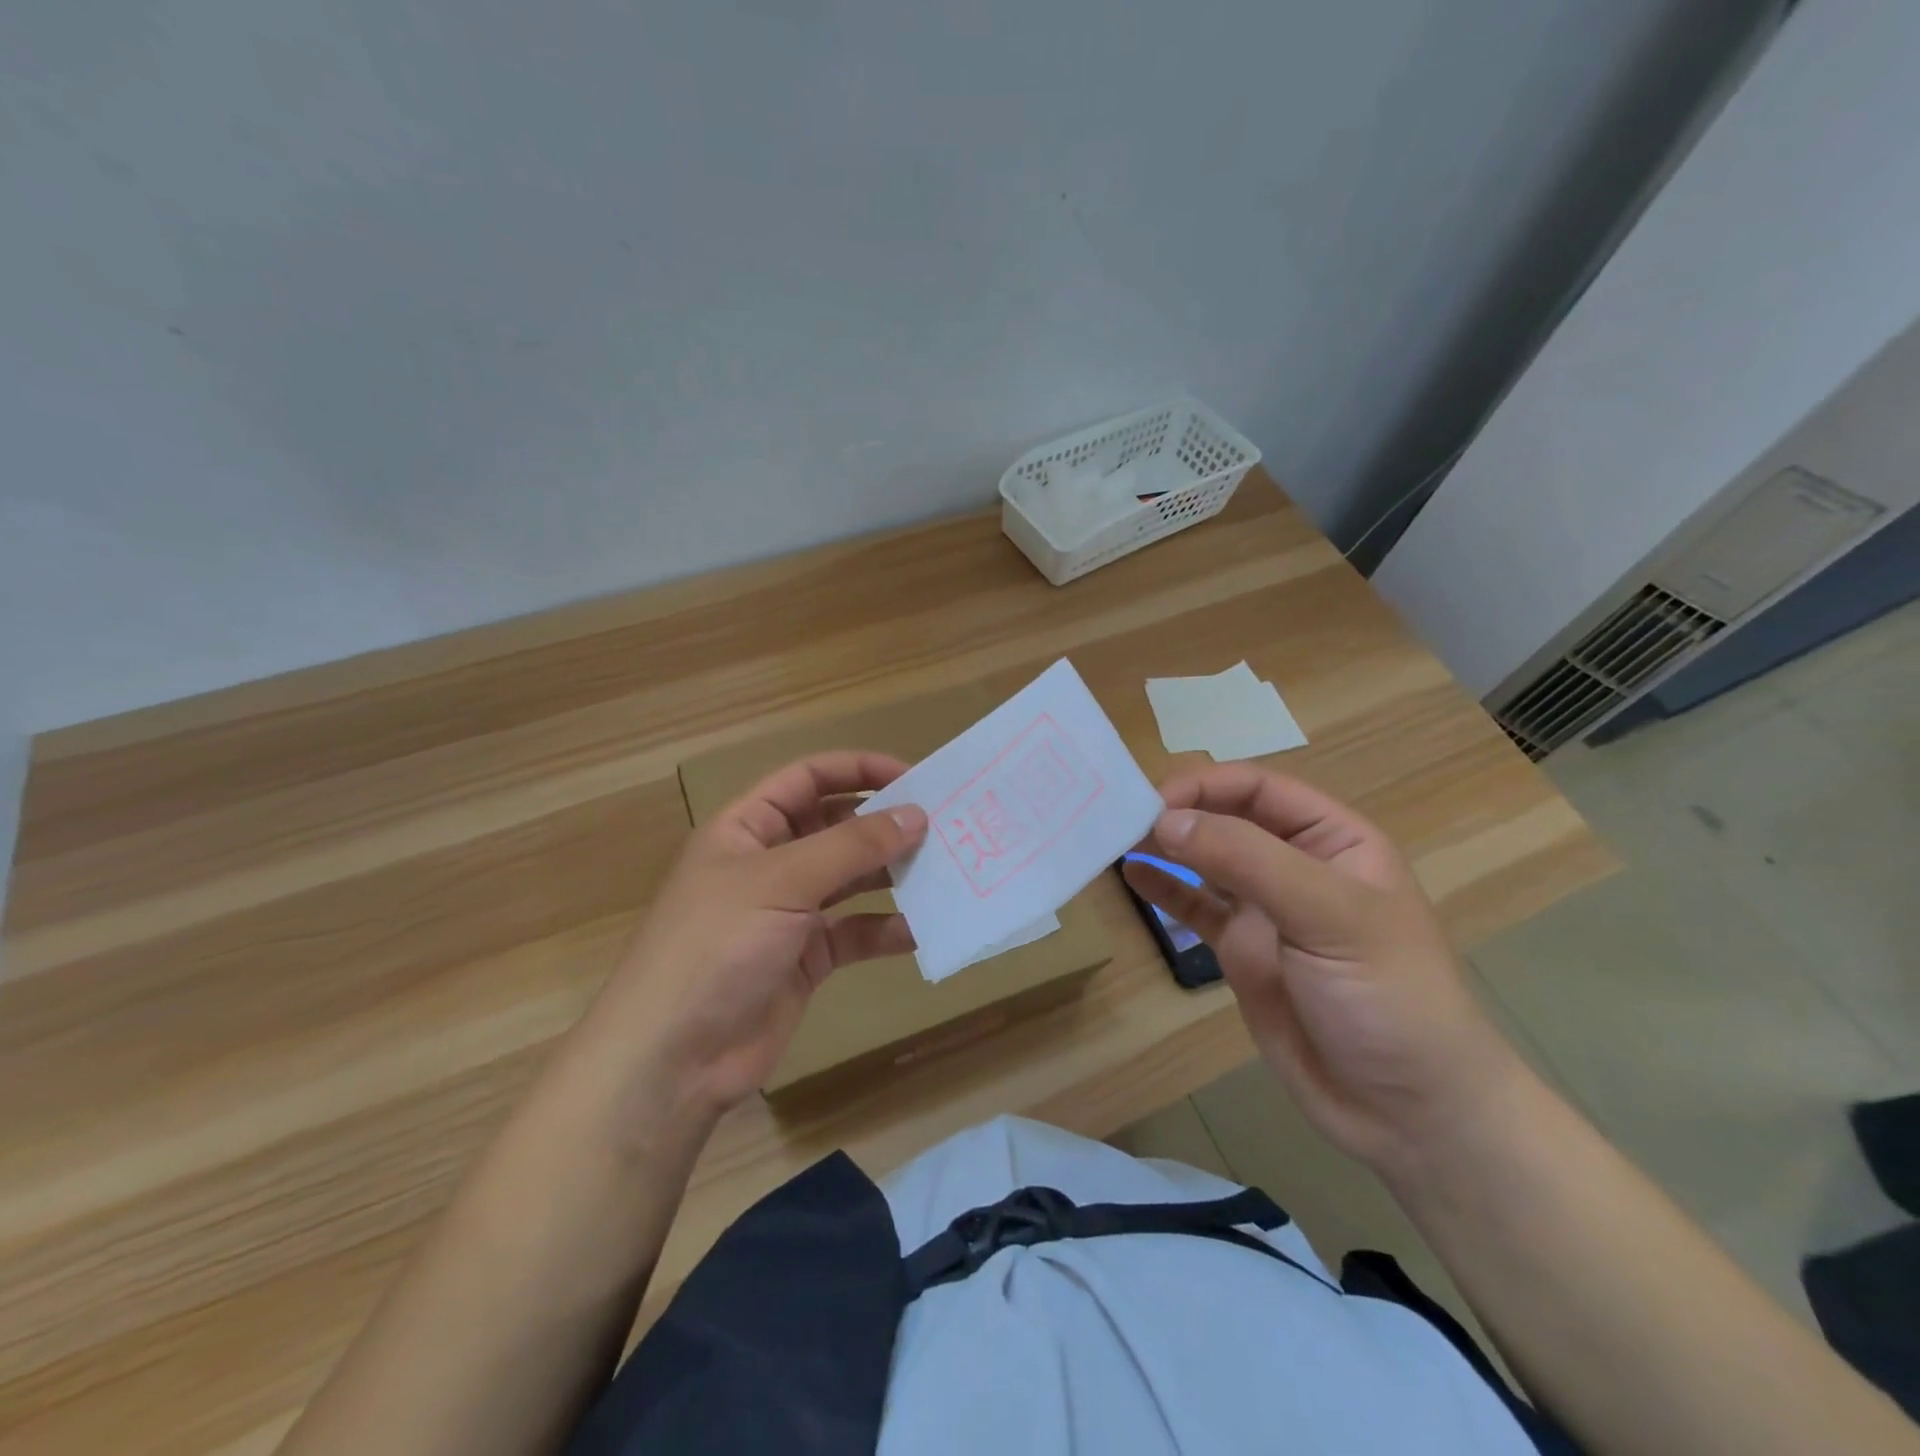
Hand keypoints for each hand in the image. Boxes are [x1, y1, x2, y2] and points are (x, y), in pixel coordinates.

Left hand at [587, 751, 927, 1117]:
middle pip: (834, 826)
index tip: (914, 778)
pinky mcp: (805, 958)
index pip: (808, 778)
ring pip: (849, 879)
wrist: (673, 1059)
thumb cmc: (717, 946)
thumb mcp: (782, 882)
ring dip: (890, 874)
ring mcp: (788, 912)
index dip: (858, 770)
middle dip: (882, 823)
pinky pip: (854, 932)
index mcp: (747, 828)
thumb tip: (916, 814)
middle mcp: (769, 863)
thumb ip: (852, 846)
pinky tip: (919, 929)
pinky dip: (885, 929)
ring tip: (941, 870)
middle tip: (940, 825)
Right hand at [1123, 764, 1523, 1175]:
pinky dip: (1164, 889)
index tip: (1154, 801)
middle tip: (1120, 816)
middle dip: (1180, 811)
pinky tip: (1133, 875)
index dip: (1206, 785)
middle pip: (1227, 818)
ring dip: (1165, 845)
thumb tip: (1167, 819)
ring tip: (1115, 836)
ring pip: (1206, 861)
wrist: (1409, 1113)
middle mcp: (1297, 865)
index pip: (1260, 789)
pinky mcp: (1242, 952)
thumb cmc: (1388, 997)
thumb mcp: (1327, 915)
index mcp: (1334, 840)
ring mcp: (1266, 911)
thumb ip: (1246, 860)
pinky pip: (1195, 909)